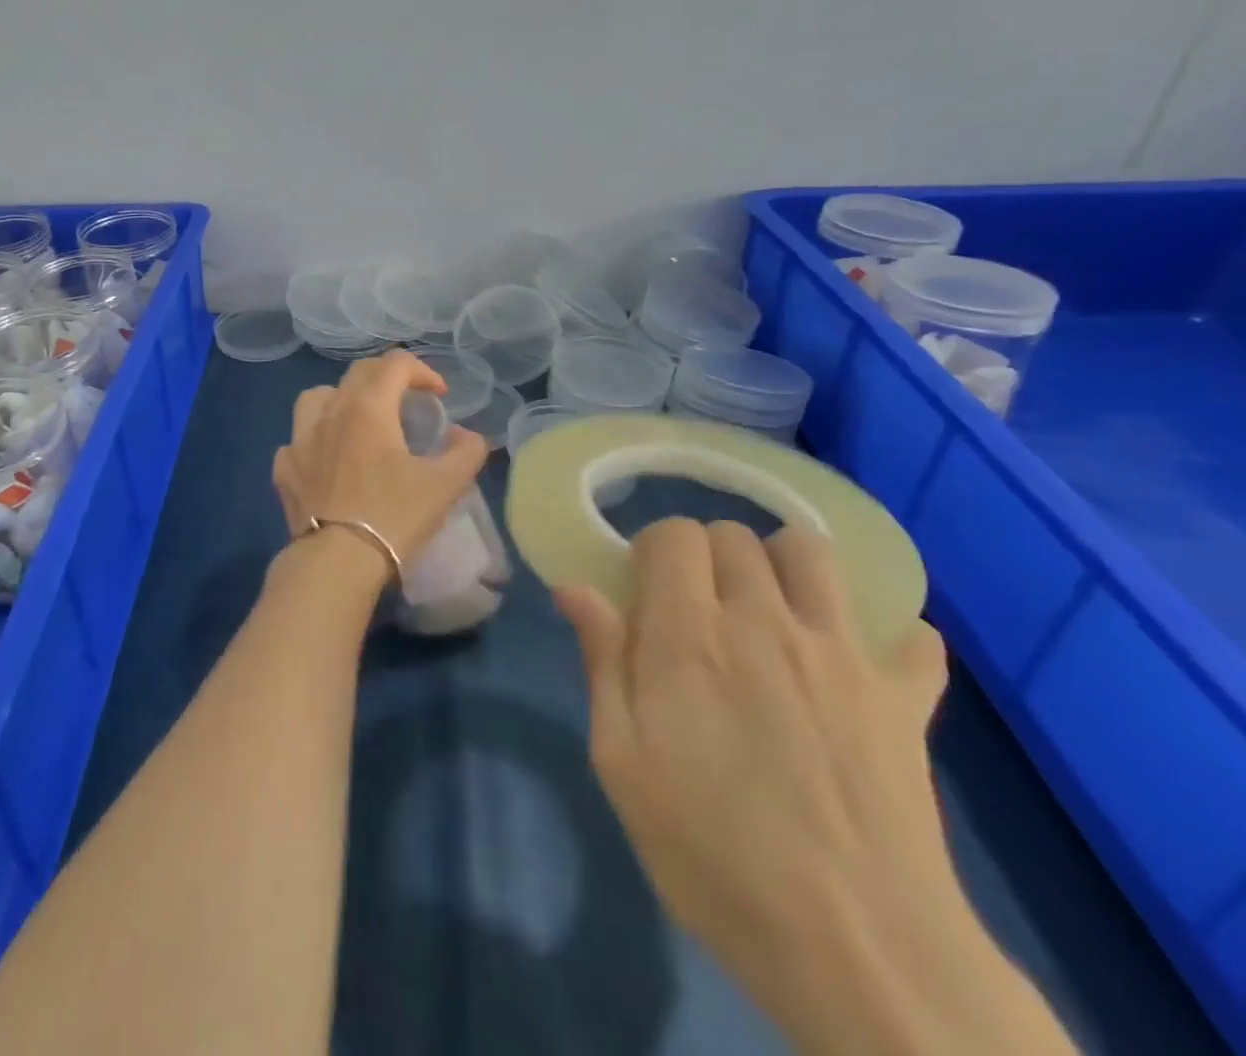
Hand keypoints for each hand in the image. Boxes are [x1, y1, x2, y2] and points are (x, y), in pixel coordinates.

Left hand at [273, 351, 488, 583]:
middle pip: (357, 373)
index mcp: (368, 408)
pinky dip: (314, 441)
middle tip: (406, 402)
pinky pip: (296, 440)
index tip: (439, 396)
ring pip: (316, 398)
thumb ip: (466, 451)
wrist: (337, 561)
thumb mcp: (445, 484)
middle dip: (387, 378)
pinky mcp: (283, 469)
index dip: (423, 371)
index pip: (395, 364)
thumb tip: (467, 435)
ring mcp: (299, 440)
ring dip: (341, 399)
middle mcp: (330, 412)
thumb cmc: (394, 516)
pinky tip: (326, 461)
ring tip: (358, 422)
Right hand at [555, 520, 966, 1033]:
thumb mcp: (621, 762)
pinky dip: (887, 635)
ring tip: (770, 610)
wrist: (858, 951)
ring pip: (813, 553)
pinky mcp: (906, 698)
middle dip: (709, 555)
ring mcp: (843, 655)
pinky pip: (912, 636)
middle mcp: (765, 622)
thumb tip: (575, 588)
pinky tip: (858, 665)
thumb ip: (602, 662)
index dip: (654, 552)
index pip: (674, 535)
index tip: (646, 593)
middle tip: (699, 608)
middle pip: (737, 534)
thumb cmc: (712, 854)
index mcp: (690, 635)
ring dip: (784, 566)